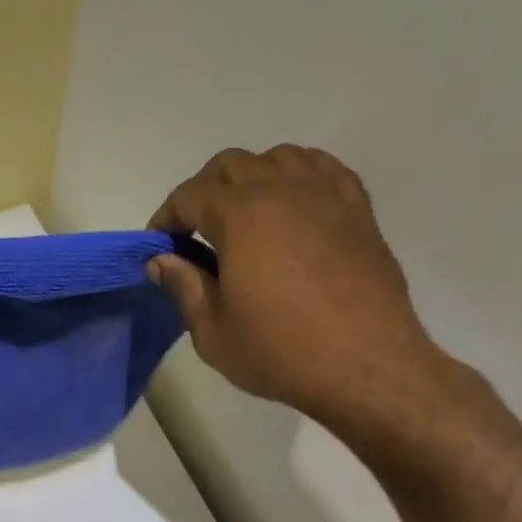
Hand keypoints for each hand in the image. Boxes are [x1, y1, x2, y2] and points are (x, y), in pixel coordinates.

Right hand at [146, 146, 451, 439]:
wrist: (363, 364)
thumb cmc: (278, 351)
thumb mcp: (212, 331)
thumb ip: (184, 286)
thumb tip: (161, 261)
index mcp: (241, 215)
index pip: (190, 195)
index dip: (166, 217)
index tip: (158, 246)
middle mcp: (282, 188)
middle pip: (231, 165)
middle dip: (202, 192)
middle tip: (192, 232)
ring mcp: (325, 193)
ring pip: (278, 158)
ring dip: (249, 178)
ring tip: (241, 217)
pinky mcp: (357, 208)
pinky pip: (321, 169)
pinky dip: (295, 178)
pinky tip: (289, 208)